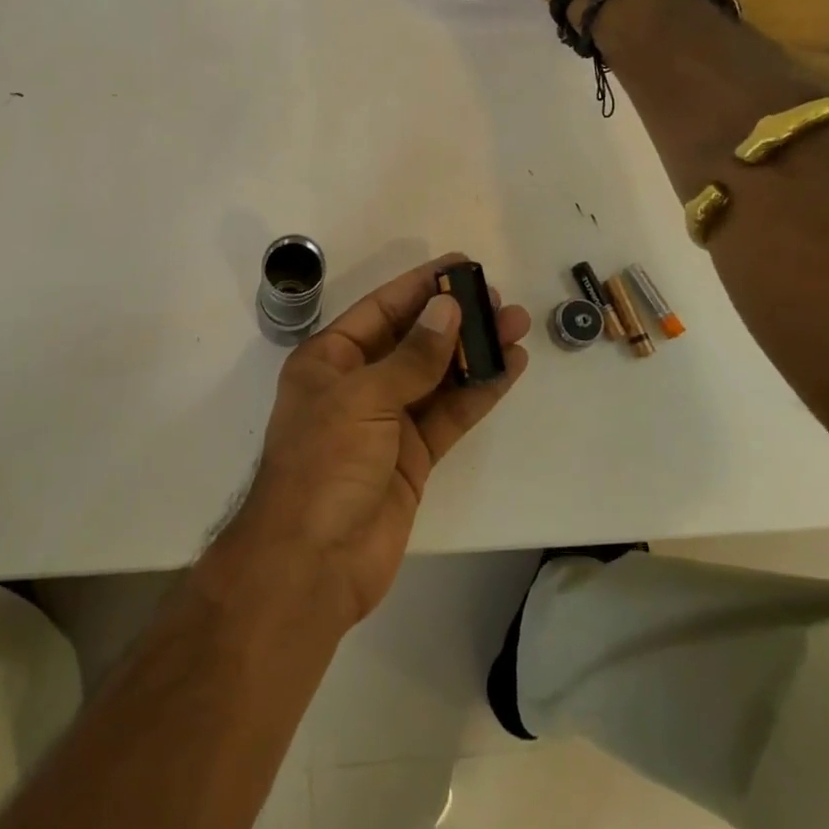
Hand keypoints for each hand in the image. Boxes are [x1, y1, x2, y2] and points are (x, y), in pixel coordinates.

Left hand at [224, 254, 529, 626]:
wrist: (313, 562)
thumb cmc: (324, 464)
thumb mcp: (363, 399)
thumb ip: (412, 357)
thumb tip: (448, 310)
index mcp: (329, 361)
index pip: (380, 310)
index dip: (419, 286)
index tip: (459, 266)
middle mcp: (357, 385)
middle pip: (412, 341)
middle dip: (454, 319)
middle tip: (498, 298)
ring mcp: (386, 423)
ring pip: (437, 376)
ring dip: (474, 352)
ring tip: (516, 325)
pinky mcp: (412, 457)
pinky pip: (449, 415)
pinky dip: (478, 392)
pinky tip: (509, 368)